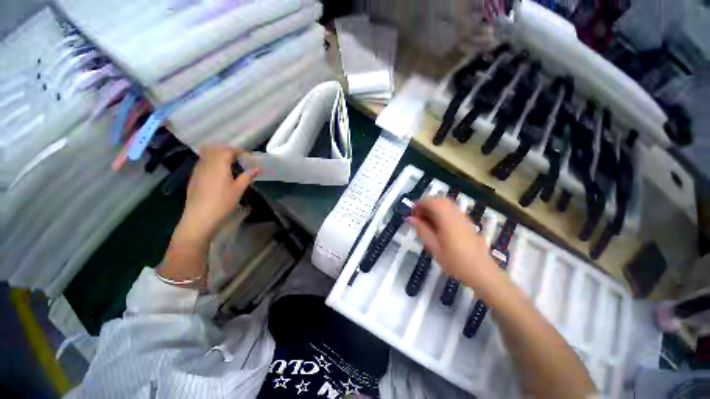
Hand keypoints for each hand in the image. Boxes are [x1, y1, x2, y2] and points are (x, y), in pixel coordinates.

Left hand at [174, 145, 259, 244]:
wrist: (199, 218)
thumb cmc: (222, 203)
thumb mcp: (239, 189)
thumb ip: (248, 176)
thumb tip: (258, 168)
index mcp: (219, 164)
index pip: (228, 150)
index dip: (239, 151)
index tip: (248, 157)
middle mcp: (206, 163)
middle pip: (215, 149)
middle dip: (227, 151)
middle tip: (239, 159)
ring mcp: (197, 170)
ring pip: (207, 155)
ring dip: (218, 155)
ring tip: (229, 165)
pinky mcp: (194, 177)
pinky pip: (203, 163)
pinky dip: (211, 162)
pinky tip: (218, 174)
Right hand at [409, 198, 499, 288]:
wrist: (481, 272)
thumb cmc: (455, 261)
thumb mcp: (434, 247)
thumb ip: (422, 230)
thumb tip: (410, 218)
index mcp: (447, 219)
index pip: (431, 201)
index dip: (419, 204)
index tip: (412, 214)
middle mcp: (456, 214)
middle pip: (439, 200)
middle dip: (426, 205)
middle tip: (419, 217)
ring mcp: (463, 218)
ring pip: (446, 204)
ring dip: (434, 209)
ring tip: (427, 222)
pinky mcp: (467, 223)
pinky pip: (452, 211)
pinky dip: (442, 213)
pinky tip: (438, 227)